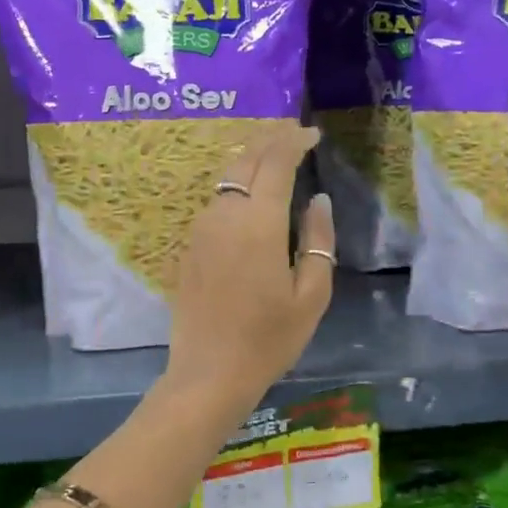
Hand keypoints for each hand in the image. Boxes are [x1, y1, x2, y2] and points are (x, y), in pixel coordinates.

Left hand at [164, 123, 334, 414]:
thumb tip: (317, 200)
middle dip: (269, 139)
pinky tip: (249, 195)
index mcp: (258, 224)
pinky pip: (214, 201)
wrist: (209, 373)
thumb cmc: (268, 339)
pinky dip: (235, 185)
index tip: (312, 134)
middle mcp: (223, 216)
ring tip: (274, 157)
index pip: (274, 162)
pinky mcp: (189, 246)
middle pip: (244, 160)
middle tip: (293, 133)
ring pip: (225, 178)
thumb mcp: (311, 295)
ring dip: (250, 160)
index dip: (294, 141)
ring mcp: (200, 230)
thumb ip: (318, 240)